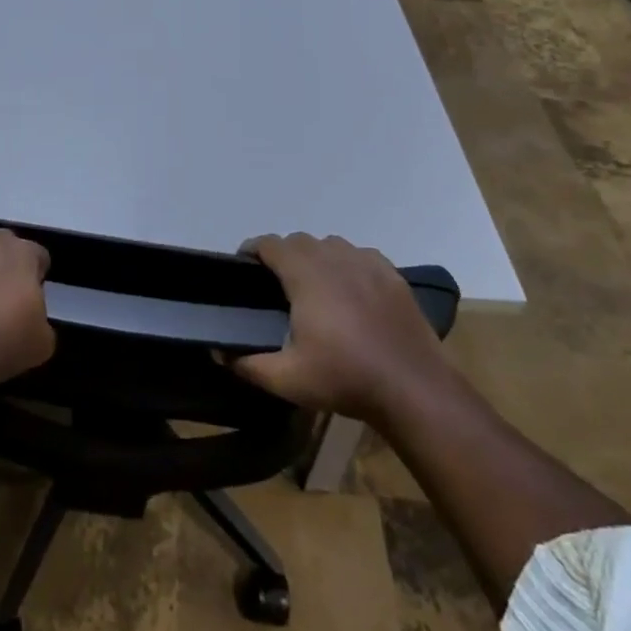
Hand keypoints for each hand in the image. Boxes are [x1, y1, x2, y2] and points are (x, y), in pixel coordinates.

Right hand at [230, 233, 451, 421]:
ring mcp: (368, 263)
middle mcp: (335, 257)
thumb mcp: (287, 379)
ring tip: (313, 286)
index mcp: (305, 274)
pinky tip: (350, 291)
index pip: (270, 244)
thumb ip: (247, 364)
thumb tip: (217, 352)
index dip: (252, 250)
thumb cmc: (345, 378)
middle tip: (275, 285)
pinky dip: (348, 264)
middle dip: (283, 255)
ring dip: (316, 257)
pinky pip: (360, 256)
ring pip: (331, 245)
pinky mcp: (393, 275)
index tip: (243, 267)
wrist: (413, 388)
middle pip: (299, 241)